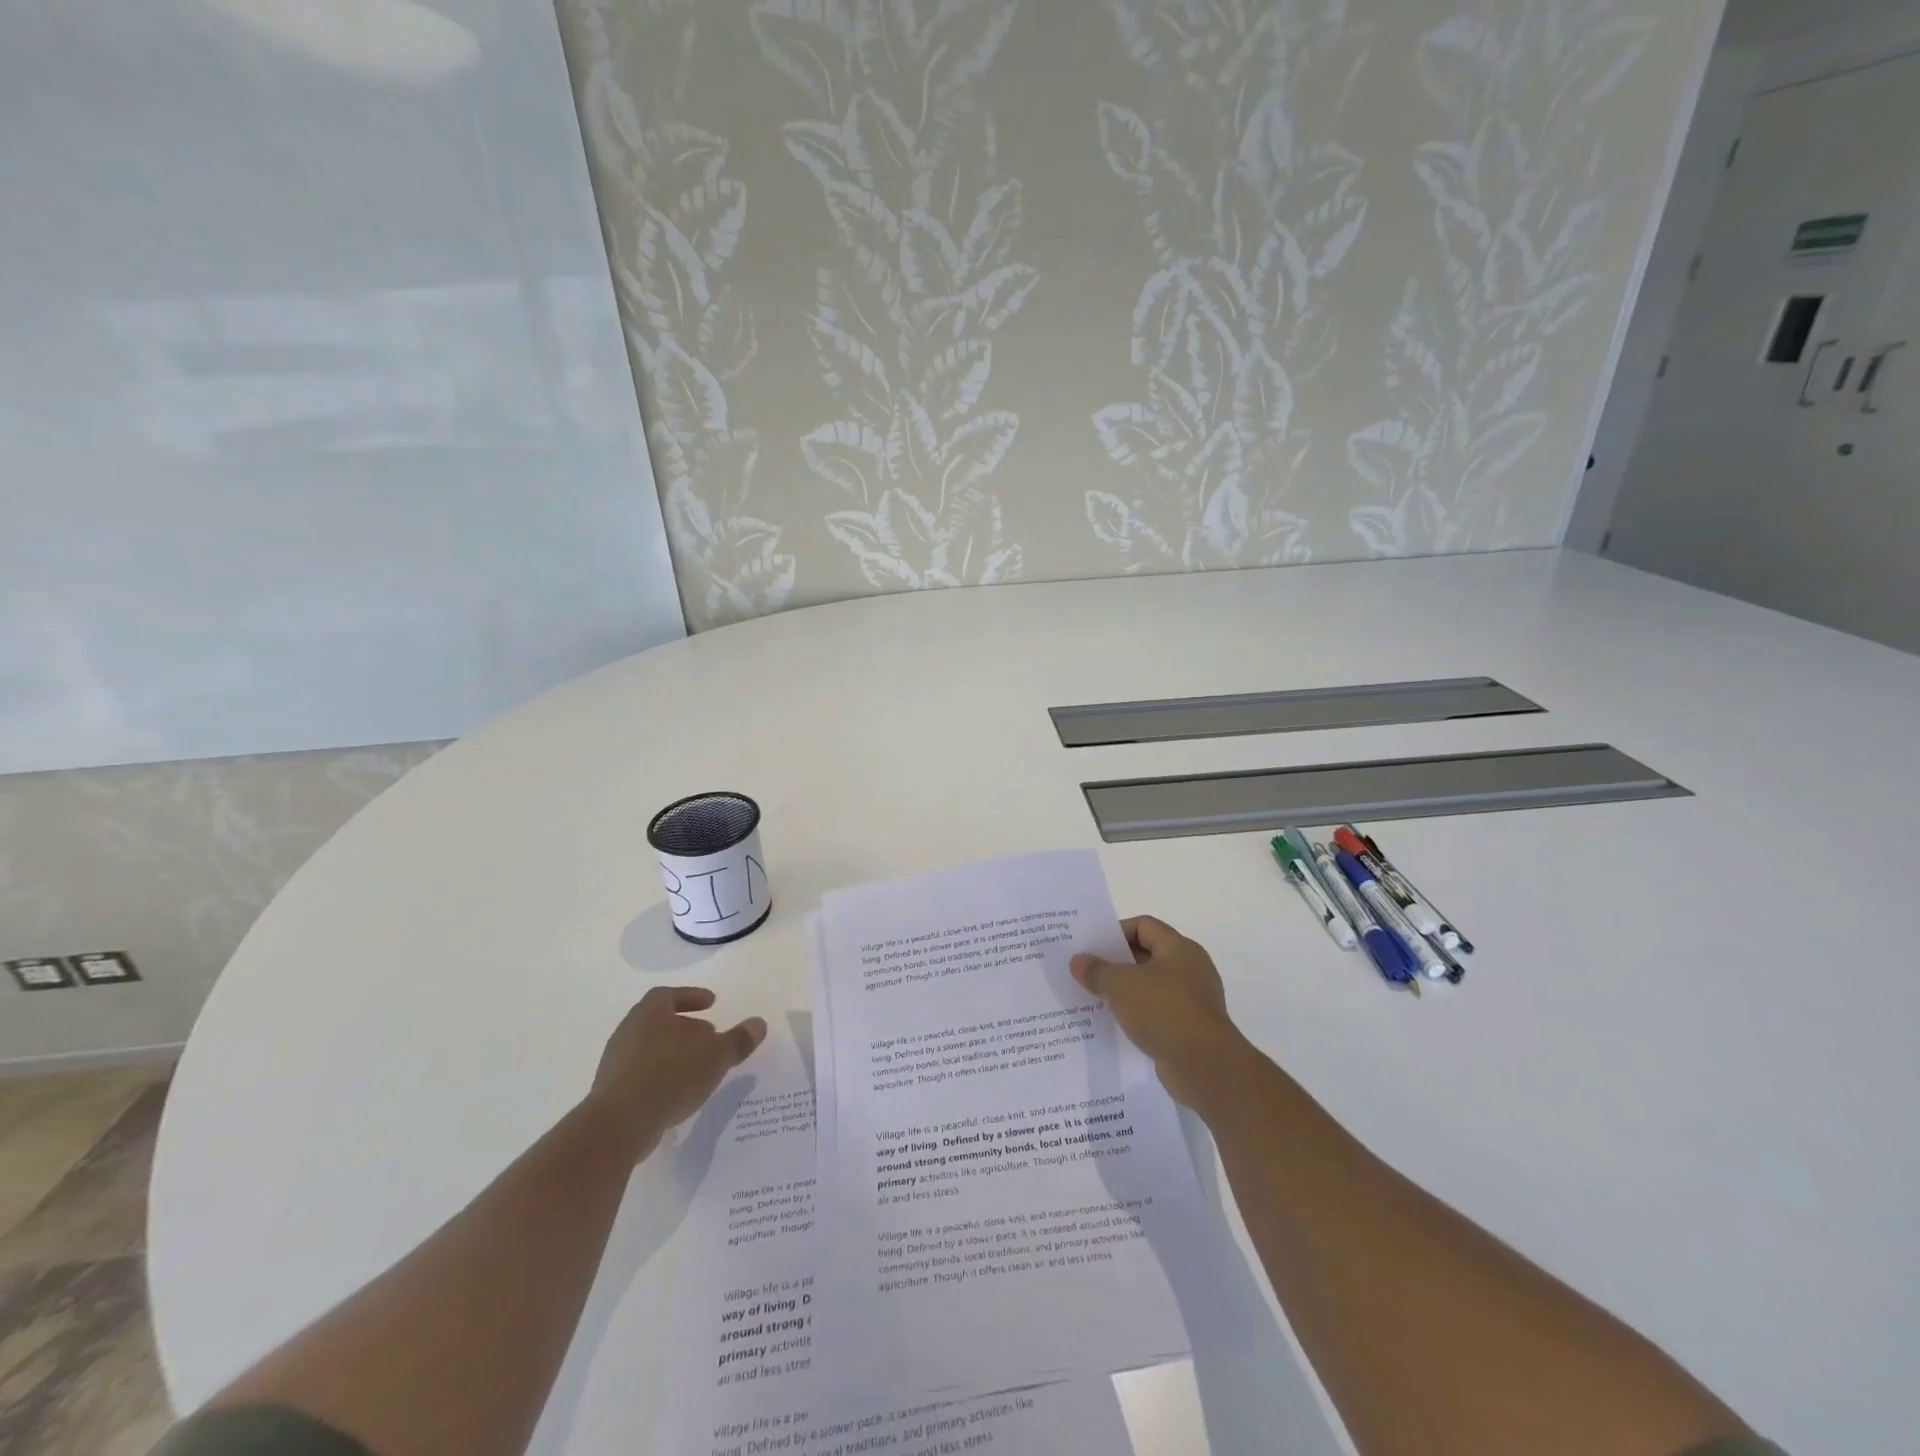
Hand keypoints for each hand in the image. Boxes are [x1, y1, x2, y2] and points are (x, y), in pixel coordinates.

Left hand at [585, 986, 766, 1160]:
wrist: (620, 1123)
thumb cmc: (671, 1074)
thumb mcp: (715, 1055)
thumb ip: (738, 1040)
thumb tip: (759, 1023)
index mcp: (650, 1012)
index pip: (669, 995)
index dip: (691, 997)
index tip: (711, 1002)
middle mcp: (629, 1031)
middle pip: (659, 1022)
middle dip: (684, 1027)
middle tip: (707, 1035)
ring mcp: (616, 1063)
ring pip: (650, 1049)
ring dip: (673, 1054)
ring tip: (696, 1067)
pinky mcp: (612, 1093)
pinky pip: (641, 1076)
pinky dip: (661, 1078)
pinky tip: (678, 1092)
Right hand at [1072, 916, 1245, 1110]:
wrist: (1205, 1067)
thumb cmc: (1164, 1011)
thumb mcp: (1121, 985)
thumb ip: (1097, 971)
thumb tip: (1078, 961)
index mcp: (1179, 948)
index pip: (1144, 926)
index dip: (1116, 931)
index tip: (1091, 946)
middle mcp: (1190, 969)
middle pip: (1147, 955)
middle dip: (1116, 963)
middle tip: (1087, 971)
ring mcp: (1192, 1001)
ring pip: (1150, 987)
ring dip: (1125, 992)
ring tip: (1095, 998)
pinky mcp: (1190, 1029)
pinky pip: (1157, 1013)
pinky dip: (1137, 1015)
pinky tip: (1115, 1024)